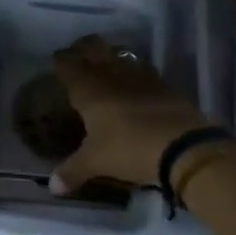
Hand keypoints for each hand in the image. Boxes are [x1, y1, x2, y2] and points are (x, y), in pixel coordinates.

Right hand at [49, 36, 215, 192]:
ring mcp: (140, 76)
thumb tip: (52, 187)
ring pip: (120, 54)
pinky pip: (142, 70)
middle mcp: (111, 74)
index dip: (60, 60)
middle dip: (83, 48)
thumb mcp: (96, 162)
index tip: (55, 62)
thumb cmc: (129, 148)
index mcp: (89, 88)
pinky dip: (133, 74)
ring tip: (105, 69)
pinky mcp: (163, 84)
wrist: (183, 146)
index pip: (67, 63)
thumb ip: (72, 171)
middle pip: (94, 46)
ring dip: (110, 57)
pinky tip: (134, 87)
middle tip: (78, 58)